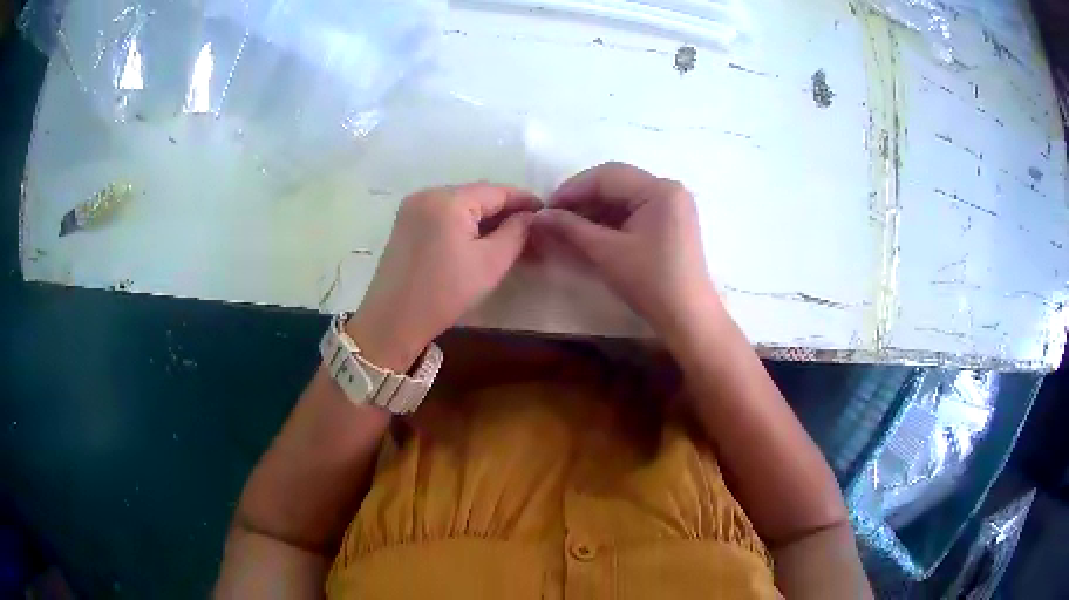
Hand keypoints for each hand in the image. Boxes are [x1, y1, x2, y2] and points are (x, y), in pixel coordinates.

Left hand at [347, 184, 539, 370]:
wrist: (393, 320)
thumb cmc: (444, 292)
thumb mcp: (490, 263)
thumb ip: (516, 232)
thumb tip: (531, 216)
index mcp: (448, 199)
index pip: (496, 191)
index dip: (524, 200)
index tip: (547, 213)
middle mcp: (427, 193)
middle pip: (476, 195)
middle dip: (504, 210)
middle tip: (530, 229)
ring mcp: (412, 207)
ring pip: (460, 205)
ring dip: (484, 217)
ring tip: (508, 236)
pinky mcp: (405, 223)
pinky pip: (443, 214)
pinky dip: (463, 223)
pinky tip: (478, 240)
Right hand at [533, 162, 720, 340]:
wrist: (687, 318)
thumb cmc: (650, 282)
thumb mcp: (606, 252)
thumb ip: (570, 228)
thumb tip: (537, 215)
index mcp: (659, 189)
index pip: (606, 176)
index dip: (572, 189)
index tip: (545, 208)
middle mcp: (669, 189)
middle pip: (616, 183)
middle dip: (582, 198)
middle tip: (553, 217)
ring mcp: (672, 205)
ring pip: (624, 197)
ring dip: (594, 209)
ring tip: (567, 226)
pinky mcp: (671, 222)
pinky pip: (634, 210)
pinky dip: (611, 219)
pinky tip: (590, 232)